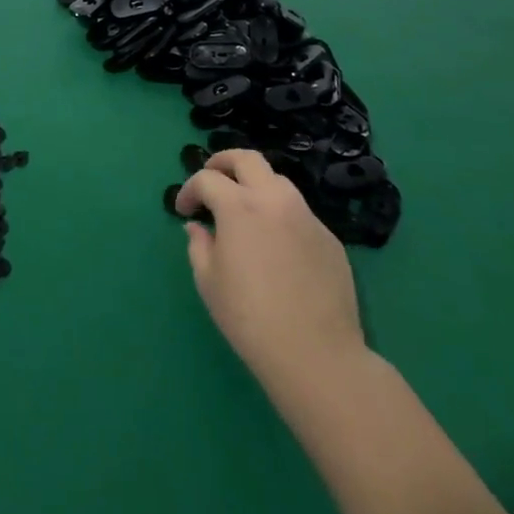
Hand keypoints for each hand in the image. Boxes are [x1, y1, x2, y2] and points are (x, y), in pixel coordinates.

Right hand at [175, 150, 366, 392]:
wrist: (316, 355)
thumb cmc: (250, 318)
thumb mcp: (209, 282)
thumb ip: (199, 244)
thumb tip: (198, 227)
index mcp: (239, 206)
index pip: (207, 179)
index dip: (189, 190)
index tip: (184, 211)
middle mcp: (274, 199)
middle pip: (247, 158)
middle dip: (223, 162)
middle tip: (212, 180)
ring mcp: (306, 216)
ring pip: (277, 181)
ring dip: (255, 186)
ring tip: (244, 210)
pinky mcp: (329, 238)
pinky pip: (299, 213)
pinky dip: (280, 216)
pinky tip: (276, 246)